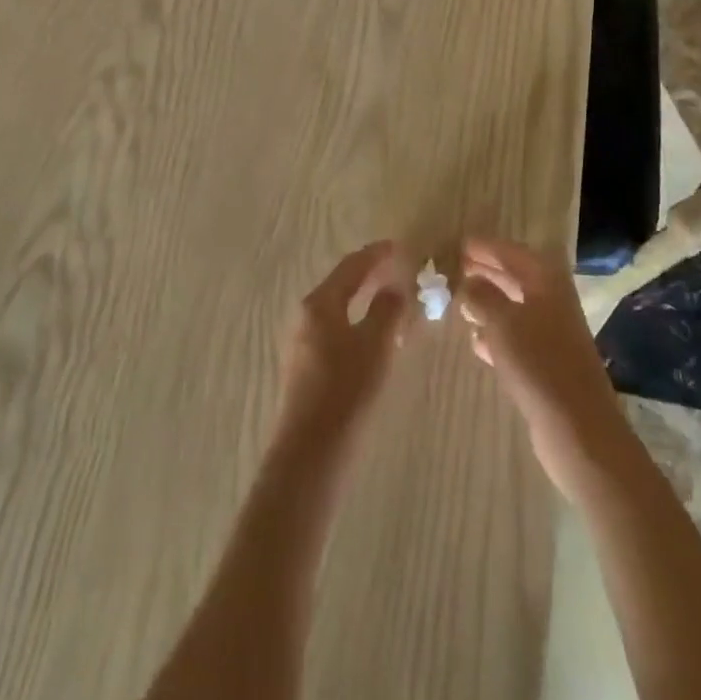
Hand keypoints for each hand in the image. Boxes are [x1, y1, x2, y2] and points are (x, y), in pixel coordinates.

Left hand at [278, 241, 414, 444]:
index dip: (375, 255)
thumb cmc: (346, 391)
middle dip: (369, 275)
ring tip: (391, 299)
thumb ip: (387, 311)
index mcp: (320, 303)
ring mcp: (302, 341)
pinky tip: (374, 334)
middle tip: (397, 269)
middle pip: (341, 285)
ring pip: (337, 308)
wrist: (310, 453)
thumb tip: (394, 288)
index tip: (398, 246)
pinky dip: (356, 321)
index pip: (351, 267)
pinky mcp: (305, 366)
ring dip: (363, 300)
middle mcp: (305, 315)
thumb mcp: (375, 346)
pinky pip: (334, 329)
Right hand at [460, 239, 625, 499]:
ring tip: (459, 302)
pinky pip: (516, 337)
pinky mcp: (546, 363)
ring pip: (513, 307)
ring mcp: (551, 333)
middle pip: (515, 277)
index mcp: (546, 281)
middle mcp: (552, 301)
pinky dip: (496, 333)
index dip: (485, 247)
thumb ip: (481, 296)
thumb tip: (468, 281)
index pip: (512, 252)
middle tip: (455, 268)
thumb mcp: (502, 322)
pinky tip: (476, 341)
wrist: (579, 429)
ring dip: (488, 303)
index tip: (458, 243)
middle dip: (486, 272)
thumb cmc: (539, 364)